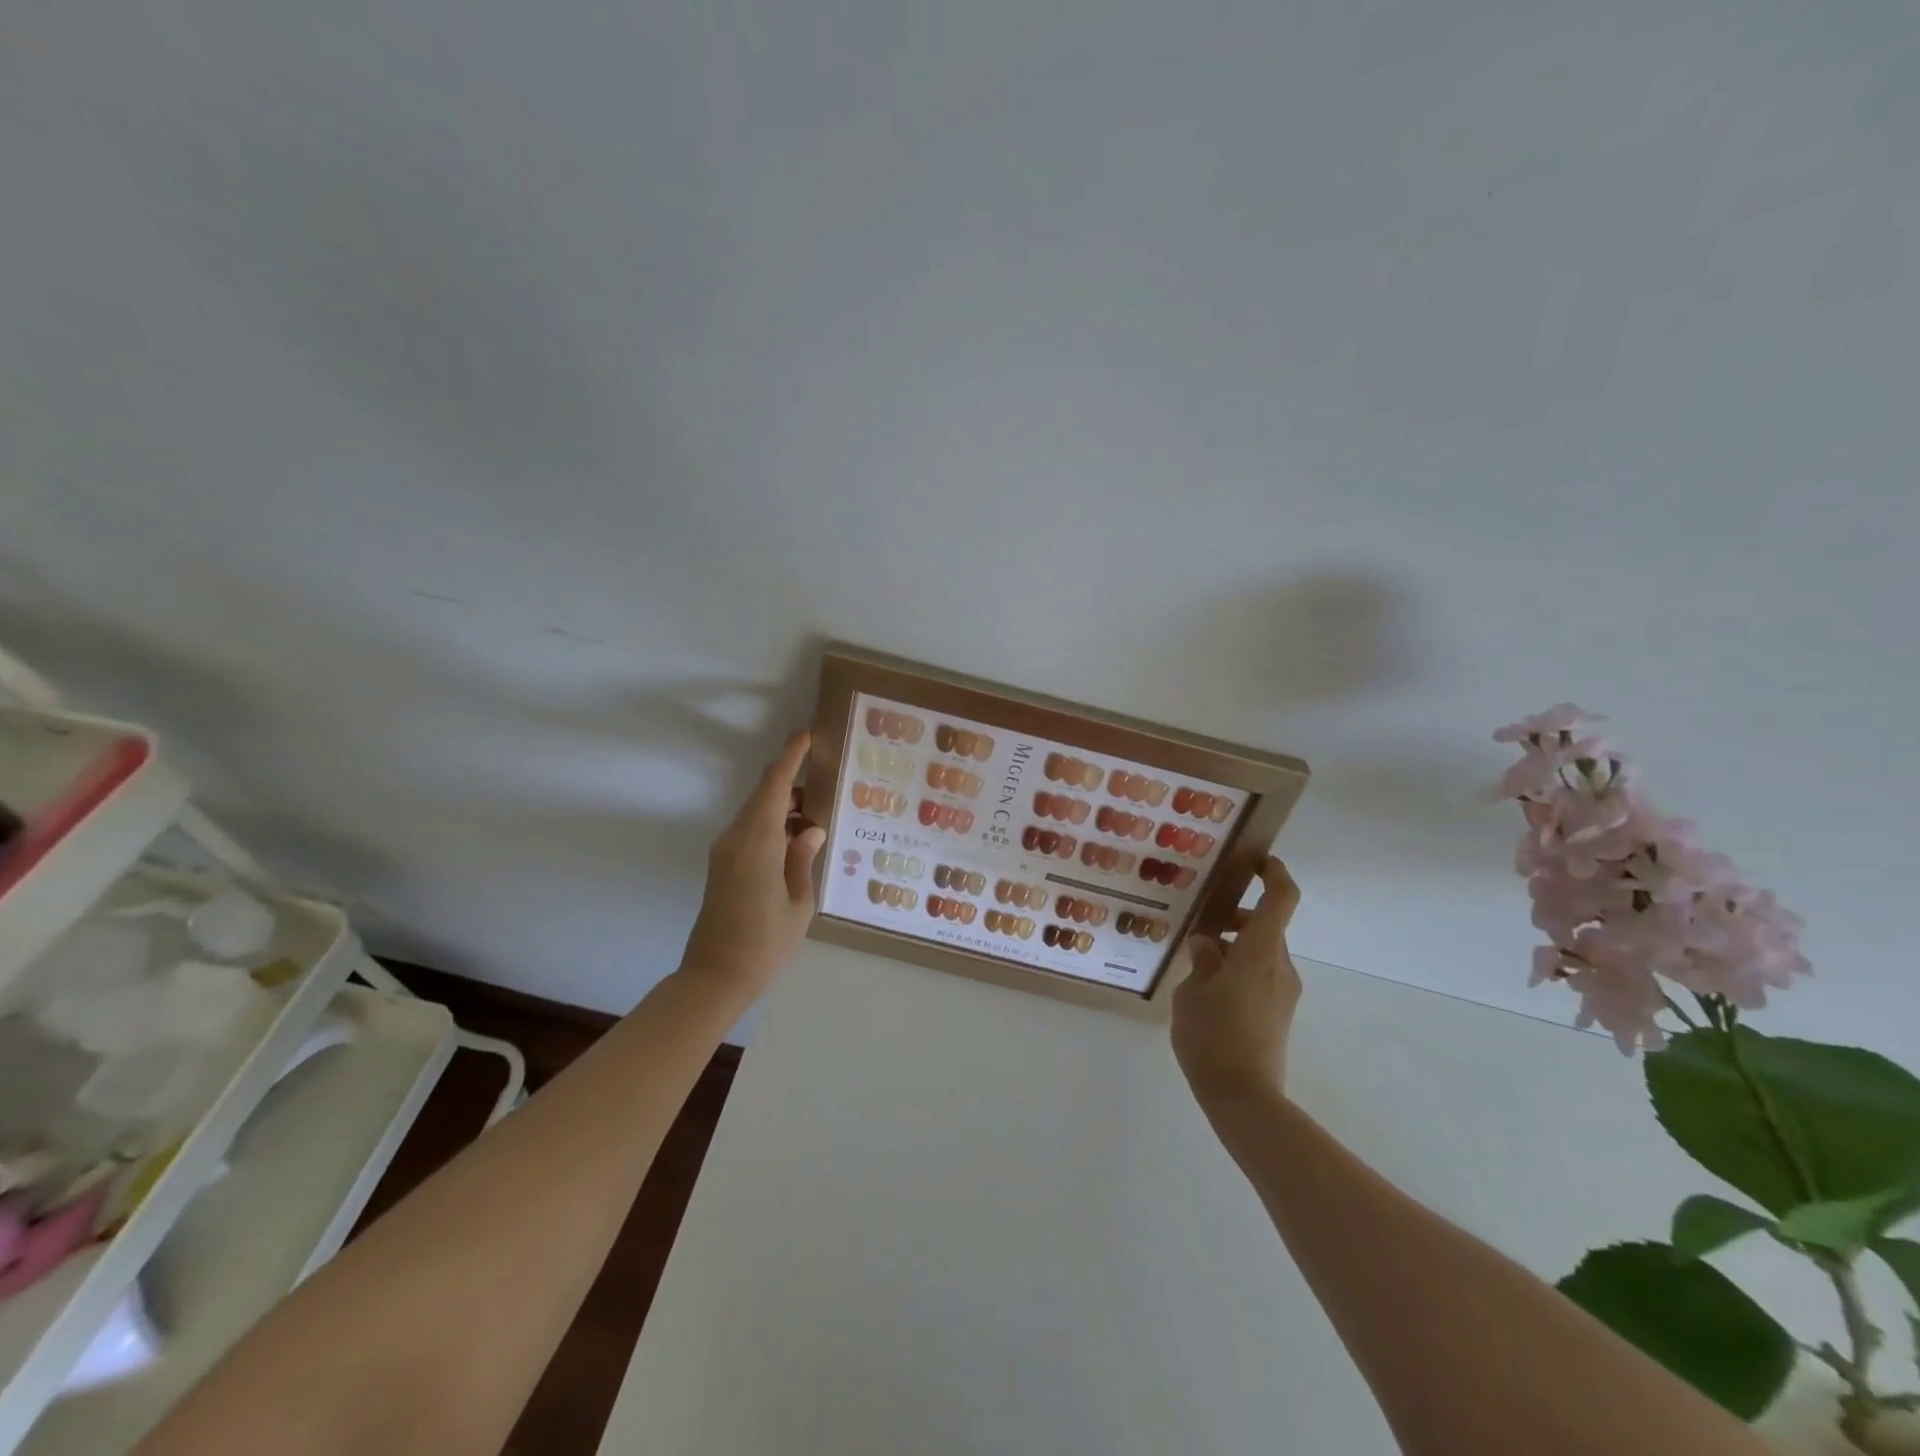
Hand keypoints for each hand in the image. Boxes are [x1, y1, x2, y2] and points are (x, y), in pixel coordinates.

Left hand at [681, 730, 826, 1001]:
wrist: (714, 979)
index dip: (790, 756)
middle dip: (792, 779)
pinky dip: (775, 823)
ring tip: (821, 811)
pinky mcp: (723, 865)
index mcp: (758, 841)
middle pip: (764, 794)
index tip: (807, 733)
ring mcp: (725, 851)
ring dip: (785, 805)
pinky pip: (751, 830)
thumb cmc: (764, 943)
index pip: (774, 785)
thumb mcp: (799, 902)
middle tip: (827, 776)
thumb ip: (804, 858)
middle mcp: (736, 838)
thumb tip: (812, 829)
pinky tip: (799, 838)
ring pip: (757, 811)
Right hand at [1172, 859, 1303, 1109]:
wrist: (1245, 1099)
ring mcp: (1284, 992)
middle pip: (1267, 926)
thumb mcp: (1191, 993)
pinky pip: (1262, 976)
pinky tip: (1209, 992)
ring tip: (1196, 966)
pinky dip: (1240, 970)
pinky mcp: (1280, 1014)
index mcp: (1259, 951)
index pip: (1281, 898)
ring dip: (1235, 947)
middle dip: (1237, 919)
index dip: (1274, 872)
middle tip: (1202, 928)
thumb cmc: (1212, 1037)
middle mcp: (1279, 966)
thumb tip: (1208, 945)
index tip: (1256, 861)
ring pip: (1262, 952)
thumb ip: (1201, 962)